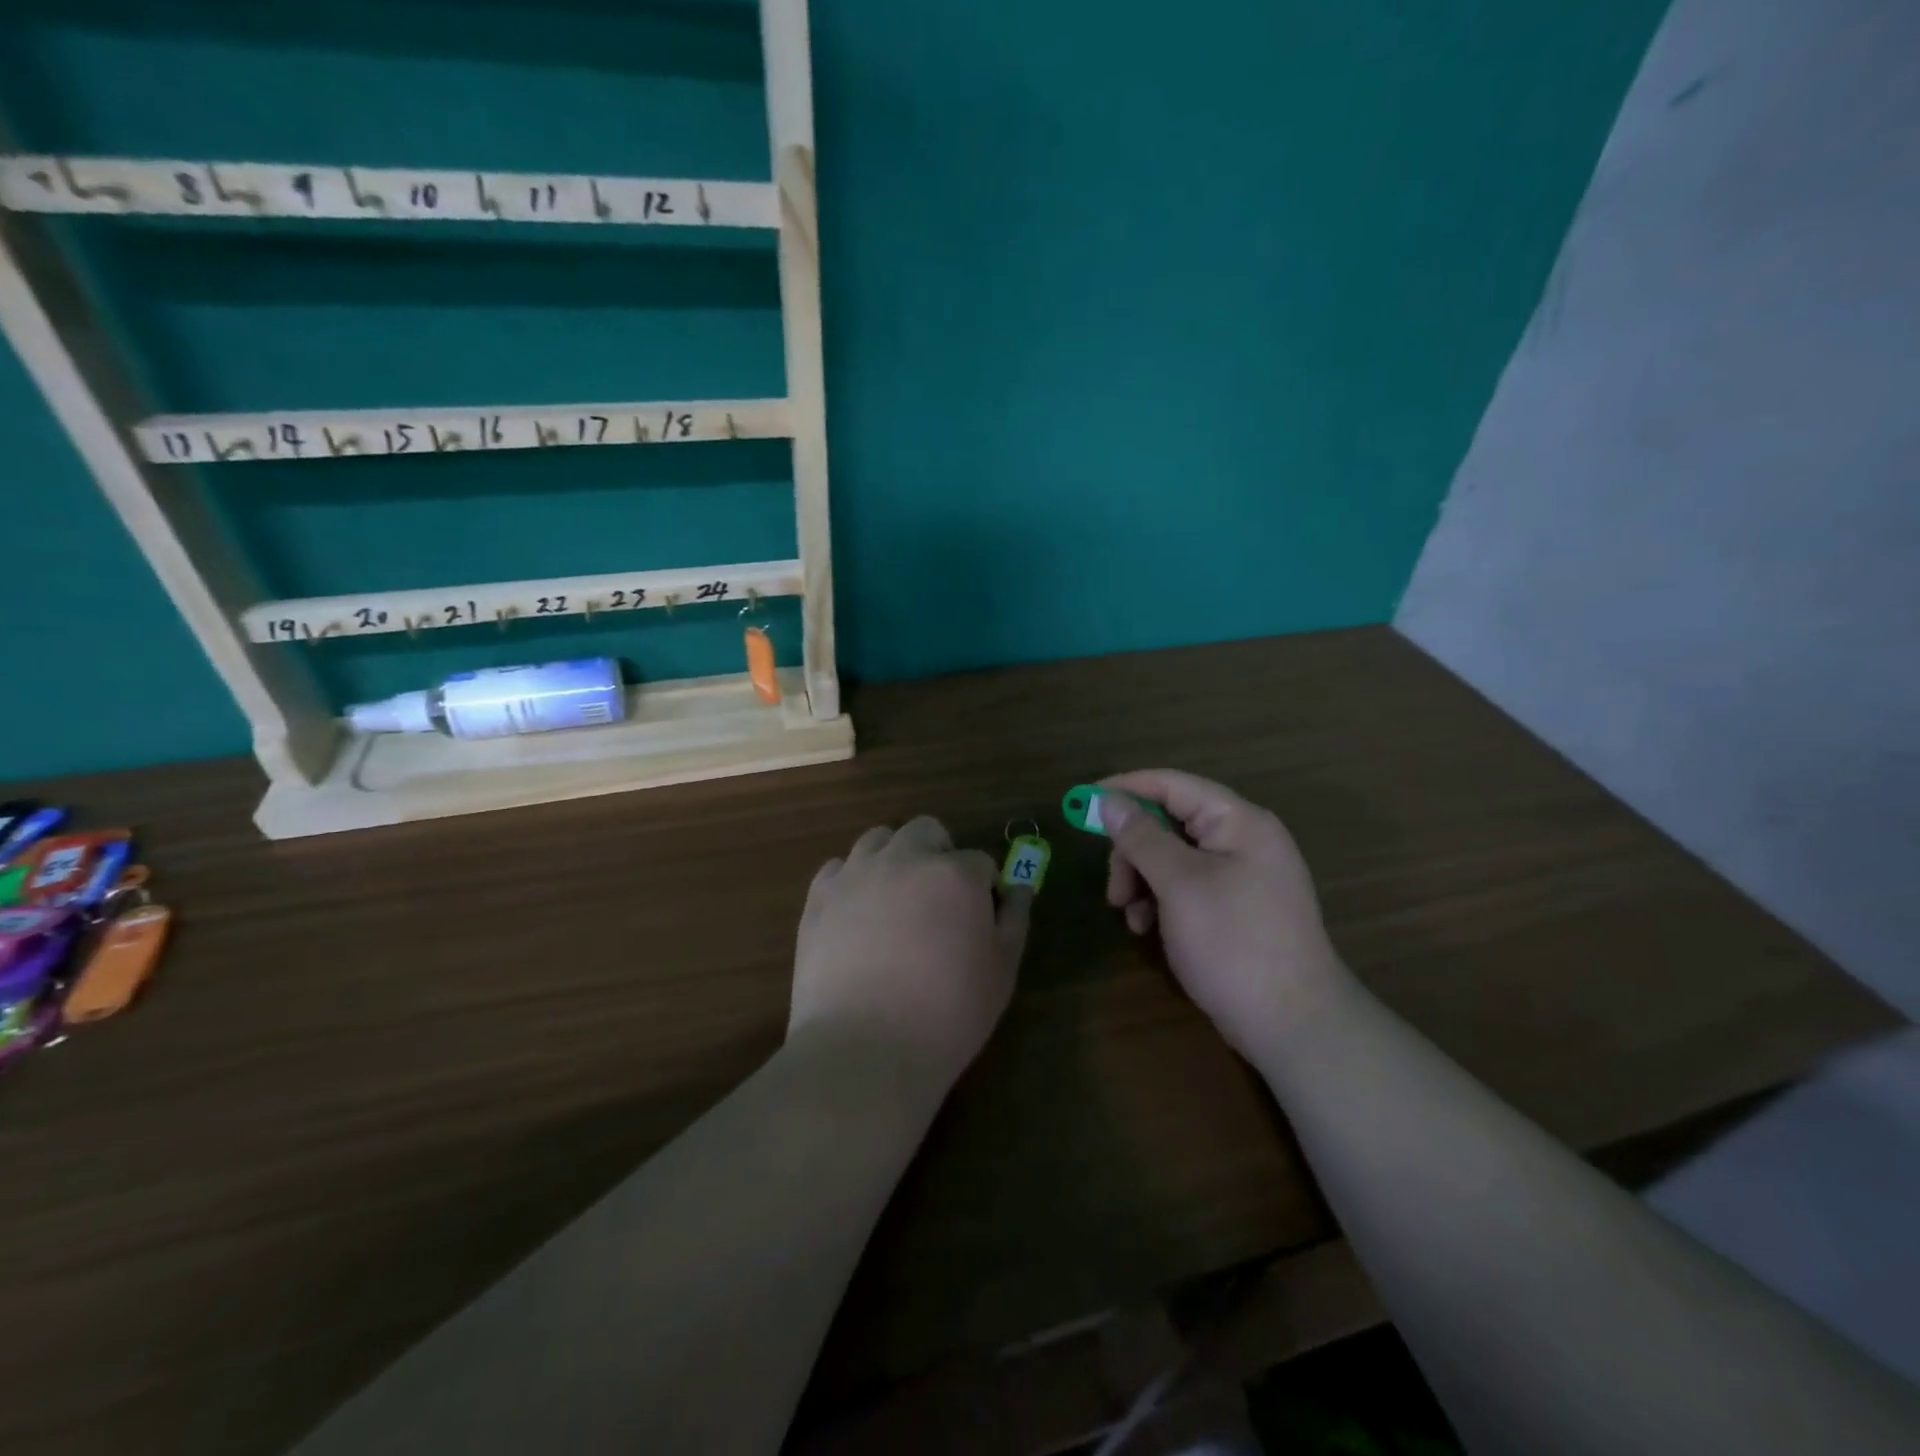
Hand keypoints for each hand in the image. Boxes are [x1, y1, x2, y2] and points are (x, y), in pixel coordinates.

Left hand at [792, 816, 1032, 1089]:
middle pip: (927, 830)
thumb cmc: (948, 1014)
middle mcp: (905, 859)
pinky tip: (858, 915)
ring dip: (895, 858)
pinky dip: (853, 881)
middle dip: (939, 854)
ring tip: (896, 901)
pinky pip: (838, 867)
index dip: (984, 889)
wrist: (864, 1049)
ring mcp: (856, 874)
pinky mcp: (819, 896)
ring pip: (879, 839)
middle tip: (939, 901)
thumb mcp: (1002, 971)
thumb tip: (1019, 886)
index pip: (980, 861)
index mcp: (955, 873)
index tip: (978, 920)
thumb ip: (1014, 919)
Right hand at [1102, 770, 1347, 1058]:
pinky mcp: (1233, 907)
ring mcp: (1240, 875)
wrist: (1292, 1025)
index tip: (1083, 802)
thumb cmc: (1234, 942)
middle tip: (1113, 888)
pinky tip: (1148, 929)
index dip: (1126, 788)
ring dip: (1141, 880)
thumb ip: (1141, 837)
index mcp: (1238, 822)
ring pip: (1171, 858)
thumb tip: (1108, 802)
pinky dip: (1159, 900)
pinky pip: (1185, 886)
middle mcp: (1241, 840)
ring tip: (1129, 916)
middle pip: (1168, 823)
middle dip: (1132, 851)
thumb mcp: (1179, 884)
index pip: (1173, 785)